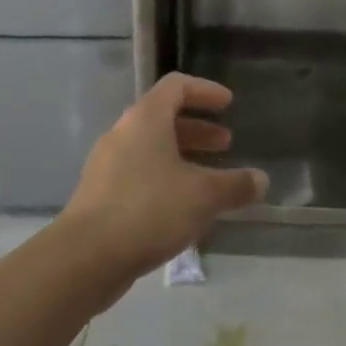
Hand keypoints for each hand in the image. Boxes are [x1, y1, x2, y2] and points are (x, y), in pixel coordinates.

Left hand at [59, 73, 266, 295]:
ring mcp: (107, 165)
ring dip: (182, 156)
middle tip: (225, 145)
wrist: (84, 258)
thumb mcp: (203, 196)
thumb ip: (235, 185)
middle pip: (163, 117)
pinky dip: (165, 179)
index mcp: (145, 119)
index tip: (228, 104)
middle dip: (198, 129)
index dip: (205, 91)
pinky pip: (138, 174)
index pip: (177, 86)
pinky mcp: (99, 195)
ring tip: (209, 179)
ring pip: (151, 149)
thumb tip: (261, 180)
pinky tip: (182, 208)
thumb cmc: (148, 210)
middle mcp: (123, 134)